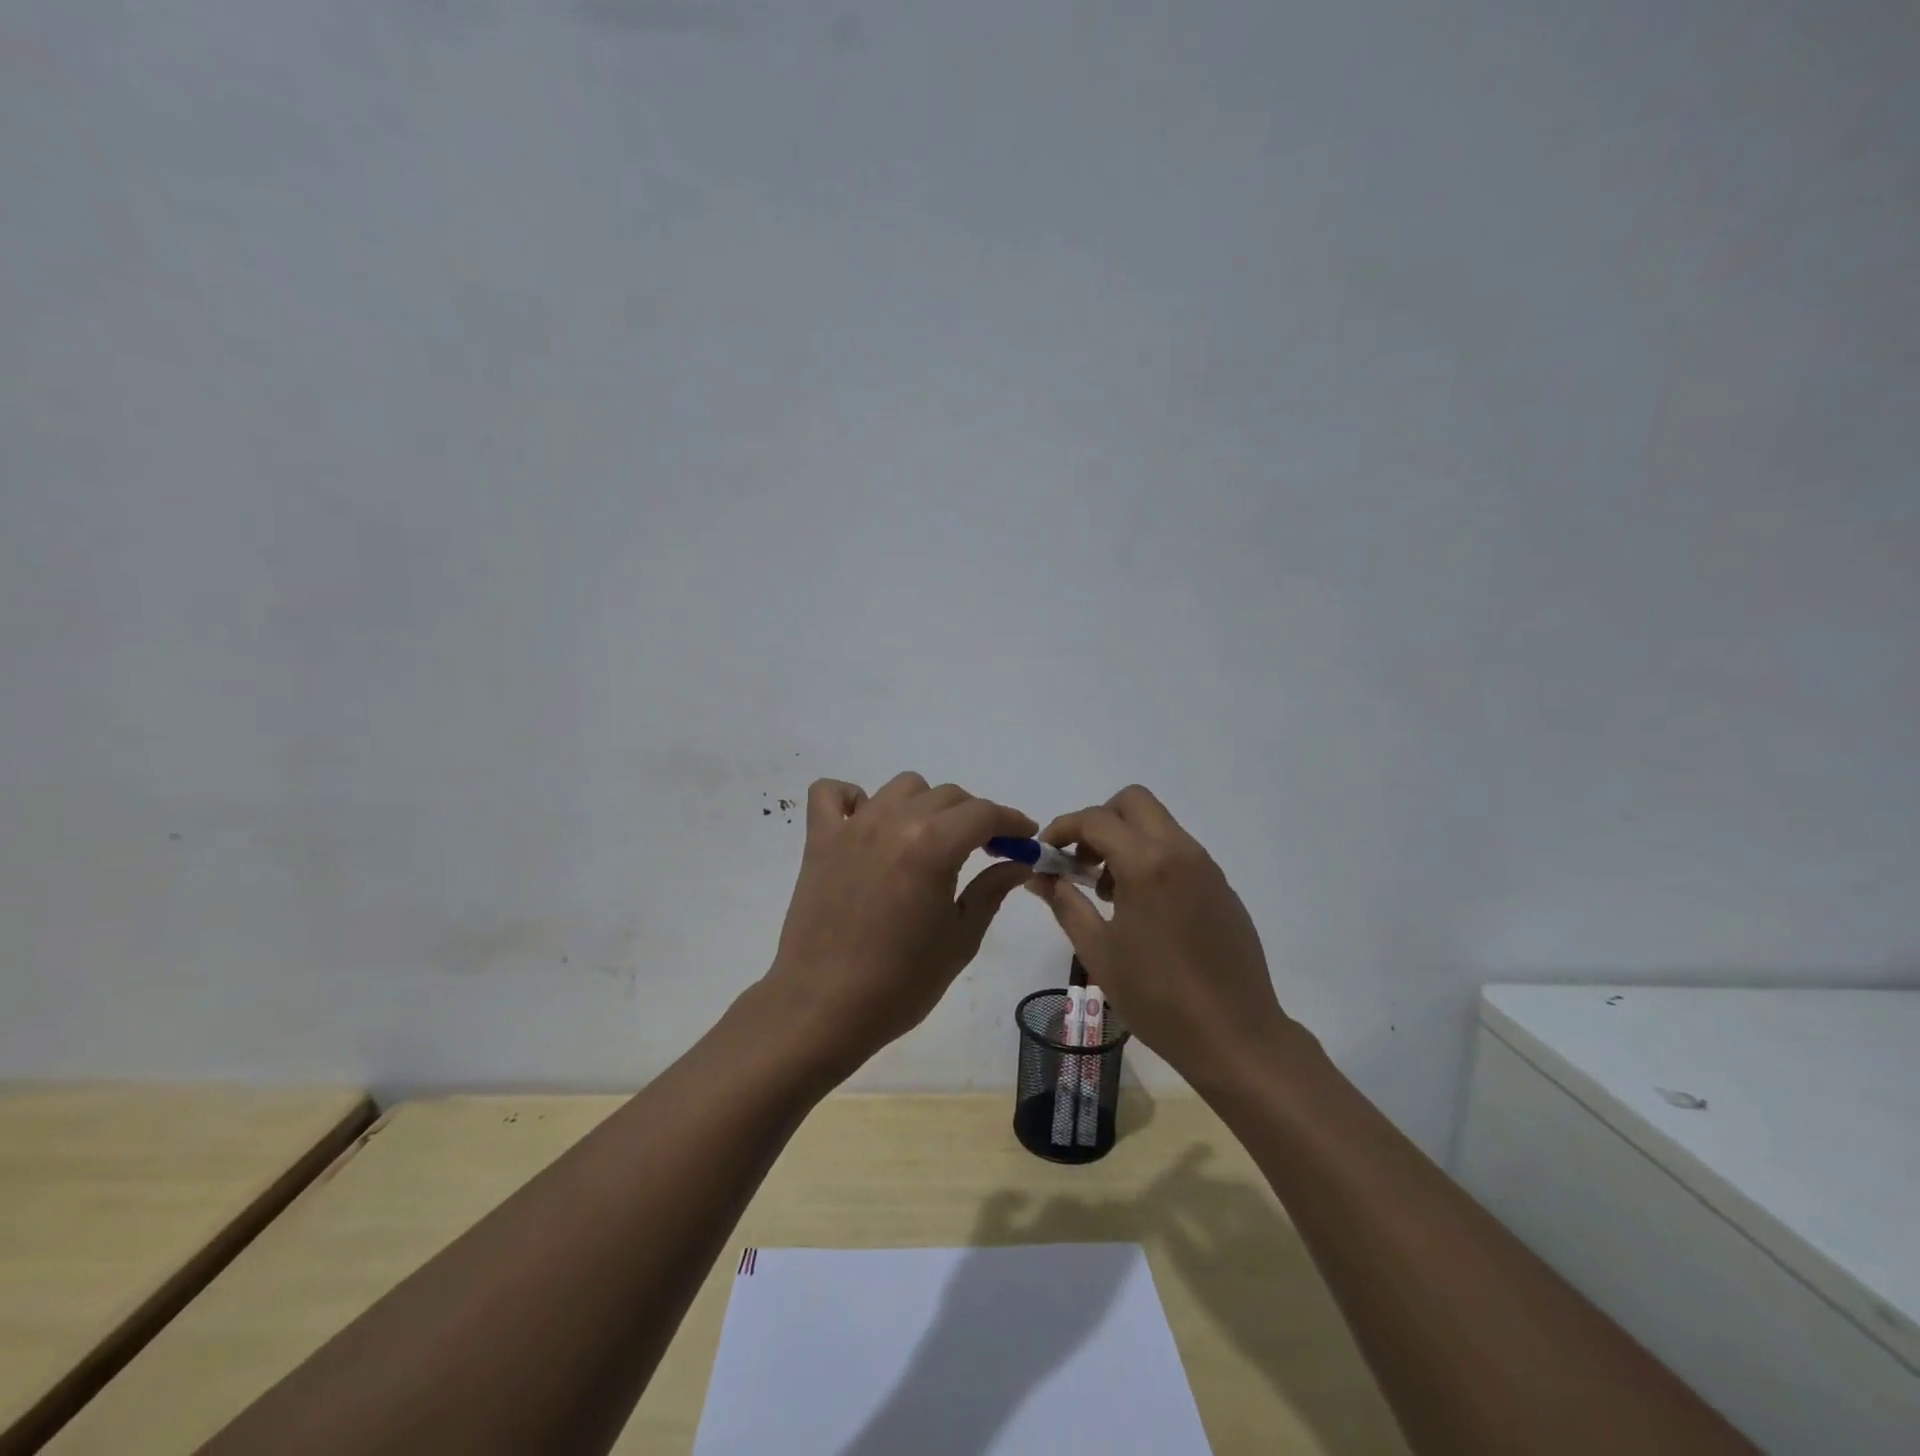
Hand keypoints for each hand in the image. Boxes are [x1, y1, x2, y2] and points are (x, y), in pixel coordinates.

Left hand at [764, 773, 1036, 1076]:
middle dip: (975, 816)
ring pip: (901, 787)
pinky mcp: (819, 839)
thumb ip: (991, 890)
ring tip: (929, 839)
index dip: (1012, 821)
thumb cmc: (901, 982)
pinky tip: (867, 823)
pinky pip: (831, 793)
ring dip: (925, 804)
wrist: (823, 1008)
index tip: (1025, 837)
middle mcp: (893, 822)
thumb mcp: (960, 938)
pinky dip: (853, 799)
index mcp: (932, 845)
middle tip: (985, 848)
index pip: (984, 813)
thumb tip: (1019, 862)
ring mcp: (852, 827)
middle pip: (947, 796)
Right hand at [1026, 785, 1295, 1084]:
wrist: (1236, 1036)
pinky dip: (1152, 858)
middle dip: (1099, 821)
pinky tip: (1144, 910)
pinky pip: (1179, 851)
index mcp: (1147, 864)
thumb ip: (1065, 904)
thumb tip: (1039, 877)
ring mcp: (1206, 867)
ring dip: (1126, 840)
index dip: (1063, 828)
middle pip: (1134, 802)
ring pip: (1159, 824)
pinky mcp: (1222, 887)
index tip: (1045, 853)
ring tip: (1109, 893)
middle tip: (1081, 863)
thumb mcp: (1098, 952)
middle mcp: (1180, 852)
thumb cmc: (1157, 998)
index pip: (1095, 819)